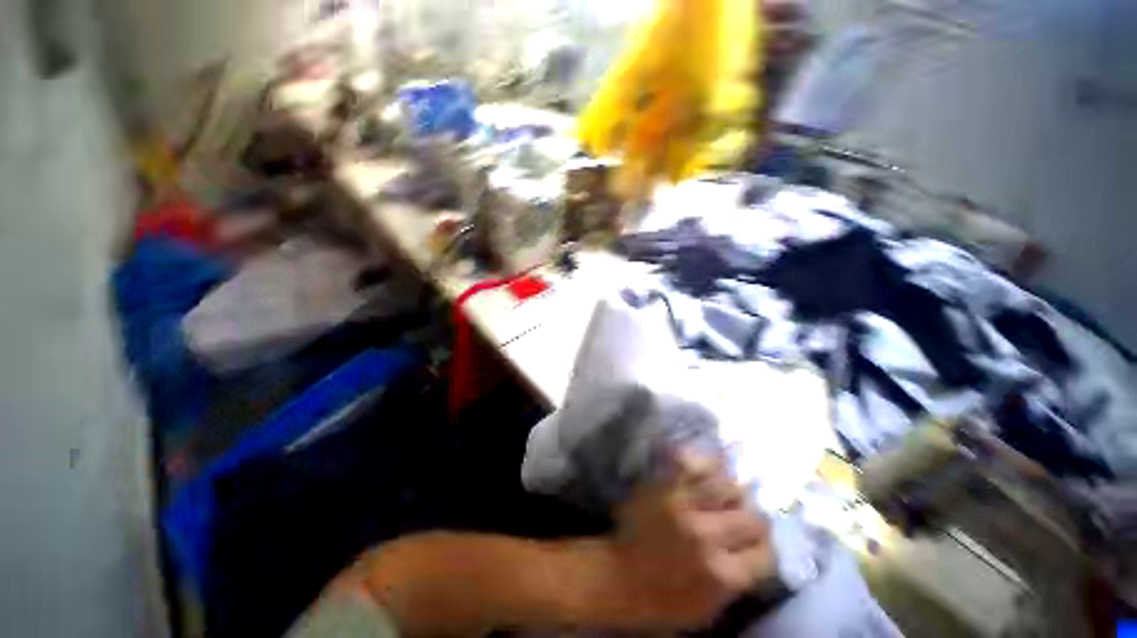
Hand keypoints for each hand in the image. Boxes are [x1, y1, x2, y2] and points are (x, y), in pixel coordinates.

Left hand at [606, 449, 774, 629]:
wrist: (619, 576)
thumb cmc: (665, 600)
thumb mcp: (712, 607)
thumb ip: (740, 578)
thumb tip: (759, 548)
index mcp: (723, 574)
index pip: (767, 551)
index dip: (762, 547)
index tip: (755, 544)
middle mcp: (707, 536)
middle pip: (752, 518)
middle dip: (750, 521)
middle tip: (739, 520)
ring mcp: (682, 505)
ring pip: (727, 485)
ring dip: (729, 493)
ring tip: (722, 498)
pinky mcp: (662, 485)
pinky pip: (689, 462)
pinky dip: (701, 463)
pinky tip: (705, 471)